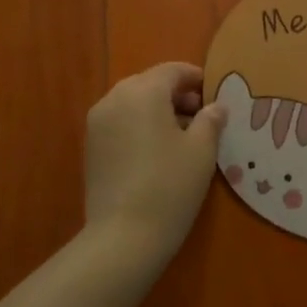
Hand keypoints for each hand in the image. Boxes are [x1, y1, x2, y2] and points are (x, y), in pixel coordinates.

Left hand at [84, 62, 226, 258]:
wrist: (123, 236)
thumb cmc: (170, 185)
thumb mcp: (201, 150)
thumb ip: (210, 120)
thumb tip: (215, 107)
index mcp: (143, 91)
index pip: (173, 71)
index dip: (197, 79)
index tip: (215, 95)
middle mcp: (114, 98)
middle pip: (150, 84)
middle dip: (177, 95)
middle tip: (202, 117)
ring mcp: (97, 122)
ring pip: (133, 103)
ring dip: (158, 111)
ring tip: (182, 136)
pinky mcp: (91, 146)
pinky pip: (120, 122)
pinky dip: (140, 126)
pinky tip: (157, 151)